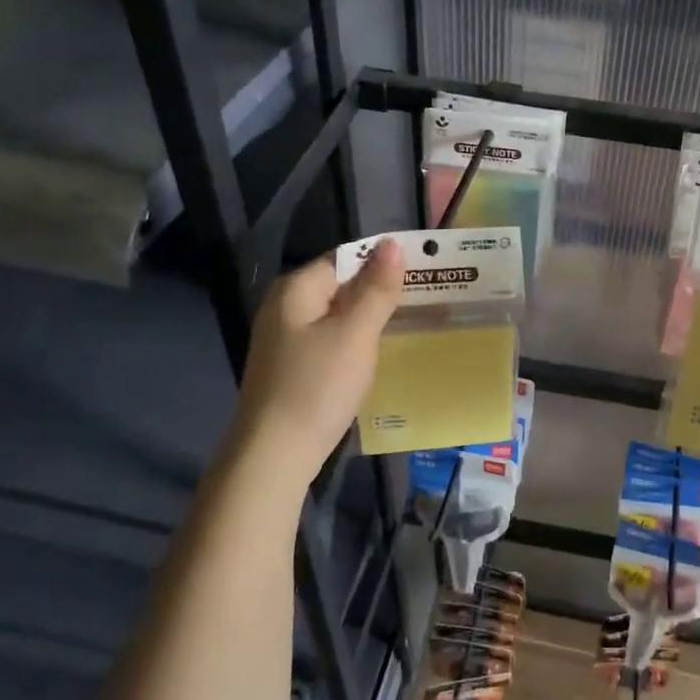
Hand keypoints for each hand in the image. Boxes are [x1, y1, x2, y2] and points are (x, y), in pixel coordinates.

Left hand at [224, 240, 402, 485]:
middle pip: (340, 286)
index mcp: (296, 289)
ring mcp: (285, 340)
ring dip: (370, 318)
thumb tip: (392, 244)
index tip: (422, 272)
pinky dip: (355, 342)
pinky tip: (376, 355)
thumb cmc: (318, 386)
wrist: (275, 456)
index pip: (345, 258)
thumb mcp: (356, 333)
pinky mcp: (291, 367)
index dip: (382, 263)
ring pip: (337, 316)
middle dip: (379, 291)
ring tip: (410, 323)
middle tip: (424, 298)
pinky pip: (330, 340)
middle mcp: (285, 307)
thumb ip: (376, 289)